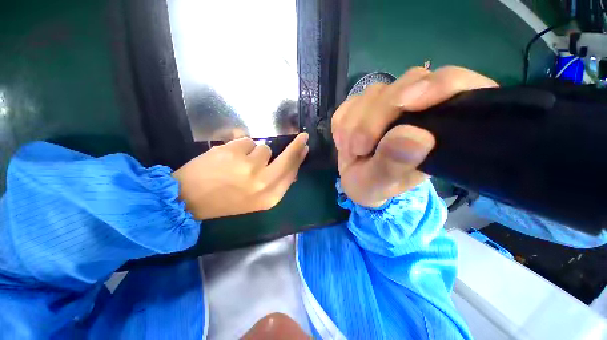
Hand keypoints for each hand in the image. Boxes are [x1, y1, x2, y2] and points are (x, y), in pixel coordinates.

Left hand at [173, 133, 308, 219]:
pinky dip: (240, 147)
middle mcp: (264, 182)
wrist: (188, 199)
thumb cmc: (225, 200)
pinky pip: (248, 141)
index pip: (292, 173)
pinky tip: (228, 158)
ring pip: (264, 148)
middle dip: (296, 146)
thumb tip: (291, 166)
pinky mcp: (234, 152)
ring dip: (255, 152)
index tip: (304, 147)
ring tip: (238, 163)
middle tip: (302, 137)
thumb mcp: (255, 199)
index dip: (299, 159)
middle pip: (288, 158)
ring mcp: (249, 166)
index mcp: (269, 197)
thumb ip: (275, 183)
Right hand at [332, 66, 497, 207]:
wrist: (356, 180)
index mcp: (440, 125)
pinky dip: (342, 124)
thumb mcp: (382, 184)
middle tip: (359, 148)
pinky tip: (344, 142)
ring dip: (355, 124)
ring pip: (374, 93)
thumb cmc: (375, 185)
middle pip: (408, 83)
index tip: (405, 105)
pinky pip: (350, 103)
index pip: (455, 85)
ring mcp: (388, 102)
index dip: (437, 86)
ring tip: (351, 151)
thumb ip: (395, 164)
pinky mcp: (363, 104)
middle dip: (376, 117)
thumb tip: (413, 136)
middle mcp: (418, 106)